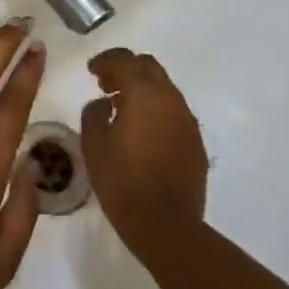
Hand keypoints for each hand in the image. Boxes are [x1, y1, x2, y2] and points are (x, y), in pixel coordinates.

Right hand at [80, 48, 208, 260]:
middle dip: (126, 69)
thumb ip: (93, 113)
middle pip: (148, 66)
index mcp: (144, 92)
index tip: (91, 71)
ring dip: (143, 89)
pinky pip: (174, 112)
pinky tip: (144, 132)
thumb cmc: (124, 183)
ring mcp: (187, 120)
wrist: (168, 229)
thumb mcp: (94, 145)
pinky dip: (157, 110)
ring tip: (123, 109)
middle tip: (107, 86)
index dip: (105, 61)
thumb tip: (103, 103)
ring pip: (164, 88)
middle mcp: (170, 98)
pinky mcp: (197, 142)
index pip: (124, 60)